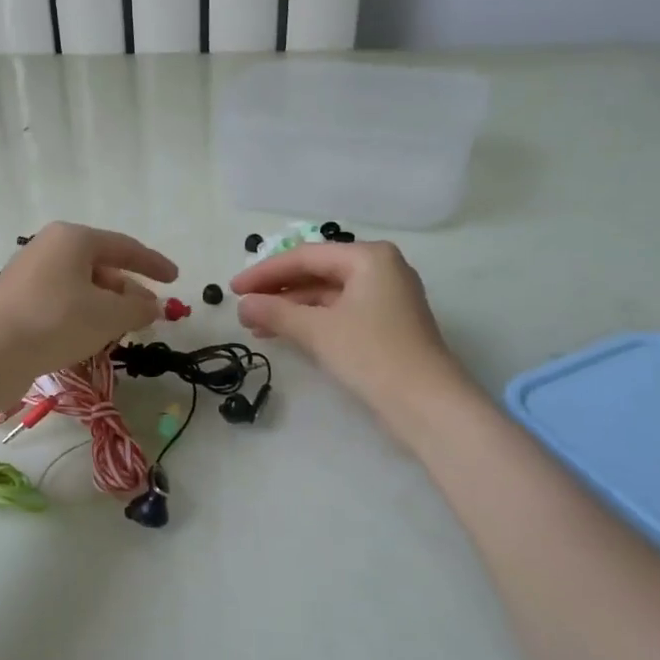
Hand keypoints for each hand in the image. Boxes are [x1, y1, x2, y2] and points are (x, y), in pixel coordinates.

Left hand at [0, 222, 177, 386]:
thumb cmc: (56, 321)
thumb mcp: (109, 315)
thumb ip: (138, 308)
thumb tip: (153, 305)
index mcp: (74, 238)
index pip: (124, 246)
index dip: (153, 264)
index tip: (175, 278)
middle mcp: (49, 248)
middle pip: (100, 266)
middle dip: (127, 290)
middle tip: (147, 314)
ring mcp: (29, 274)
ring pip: (80, 287)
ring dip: (105, 307)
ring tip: (121, 331)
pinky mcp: (17, 301)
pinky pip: (61, 303)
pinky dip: (82, 316)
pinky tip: (88, 339)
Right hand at [231, 240, 474, 413]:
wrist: (426, 403)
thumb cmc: (371, 355)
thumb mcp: (317, 331)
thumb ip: (276, 313)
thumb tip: (243, 305)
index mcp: (369, 257)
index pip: (306, 256)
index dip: (265, 272)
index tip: (233, 289)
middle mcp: (381, 269)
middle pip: (318, 273)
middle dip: (278, 291)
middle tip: (243, 307)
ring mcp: (386, 298)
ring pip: (327, 295)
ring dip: (291, 309)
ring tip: (256, 327)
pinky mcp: (386, 325)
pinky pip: (340, 313)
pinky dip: (312, 322)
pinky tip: (286, 335)